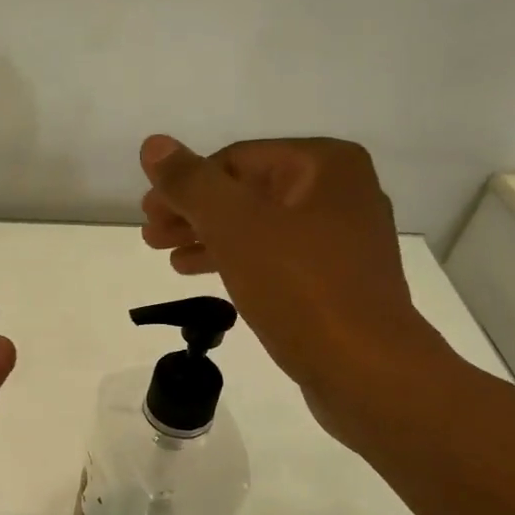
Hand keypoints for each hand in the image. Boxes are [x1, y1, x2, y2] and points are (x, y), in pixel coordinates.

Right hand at [138, 135, 449, 442]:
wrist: (366, 369)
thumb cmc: (301, 288)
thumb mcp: (236, 227)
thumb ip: (192, 183)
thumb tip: (153, 145)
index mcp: (325, 165)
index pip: (236, 159)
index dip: (185, 184)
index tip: (147, 213)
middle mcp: (340, 192)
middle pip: (247, 192)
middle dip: (194, 213)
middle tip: (151, 235)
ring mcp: (341, 239)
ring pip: (258, 227)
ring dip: (208, 238)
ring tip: (166, 257)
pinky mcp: (335, 280)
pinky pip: (274, 258)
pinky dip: (236, 261)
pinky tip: (201, 274)